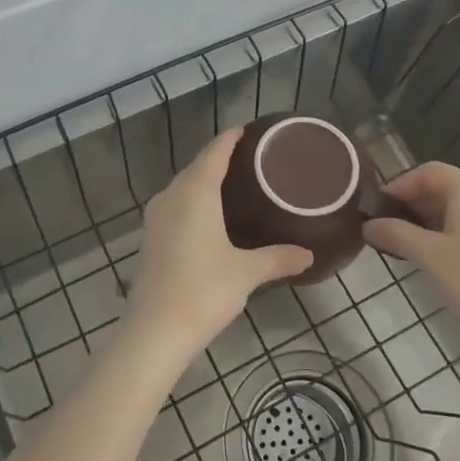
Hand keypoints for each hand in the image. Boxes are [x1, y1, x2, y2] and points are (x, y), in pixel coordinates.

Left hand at [127, 129, 313, 362]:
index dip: (231, 139)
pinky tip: (211, 216)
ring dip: (205, 180)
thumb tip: (308, 254)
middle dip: (221, 158)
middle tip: (252, 160)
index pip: (215, 152)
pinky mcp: (151, 237)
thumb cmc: (204, 290)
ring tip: (235, 184)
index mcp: (195, 192)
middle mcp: (172, 196)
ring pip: (184, 186)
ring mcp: (157, 217)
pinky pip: (176, 205)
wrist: (155, 330)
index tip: (249, 131)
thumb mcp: (246, 272)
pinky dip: (194, 201)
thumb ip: (277, 258)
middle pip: (198, 166)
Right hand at [363, 162, 459, 348]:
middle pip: (447, 188)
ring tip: (411, 245)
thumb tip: (369, 226)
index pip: (428, 172)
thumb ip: (395, 234)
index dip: (399, 186)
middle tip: (390, 229)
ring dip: (434, 220)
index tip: (378, 208)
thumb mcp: (428, 256)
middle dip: (415, 205)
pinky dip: (456, 231)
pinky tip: (443, 257)